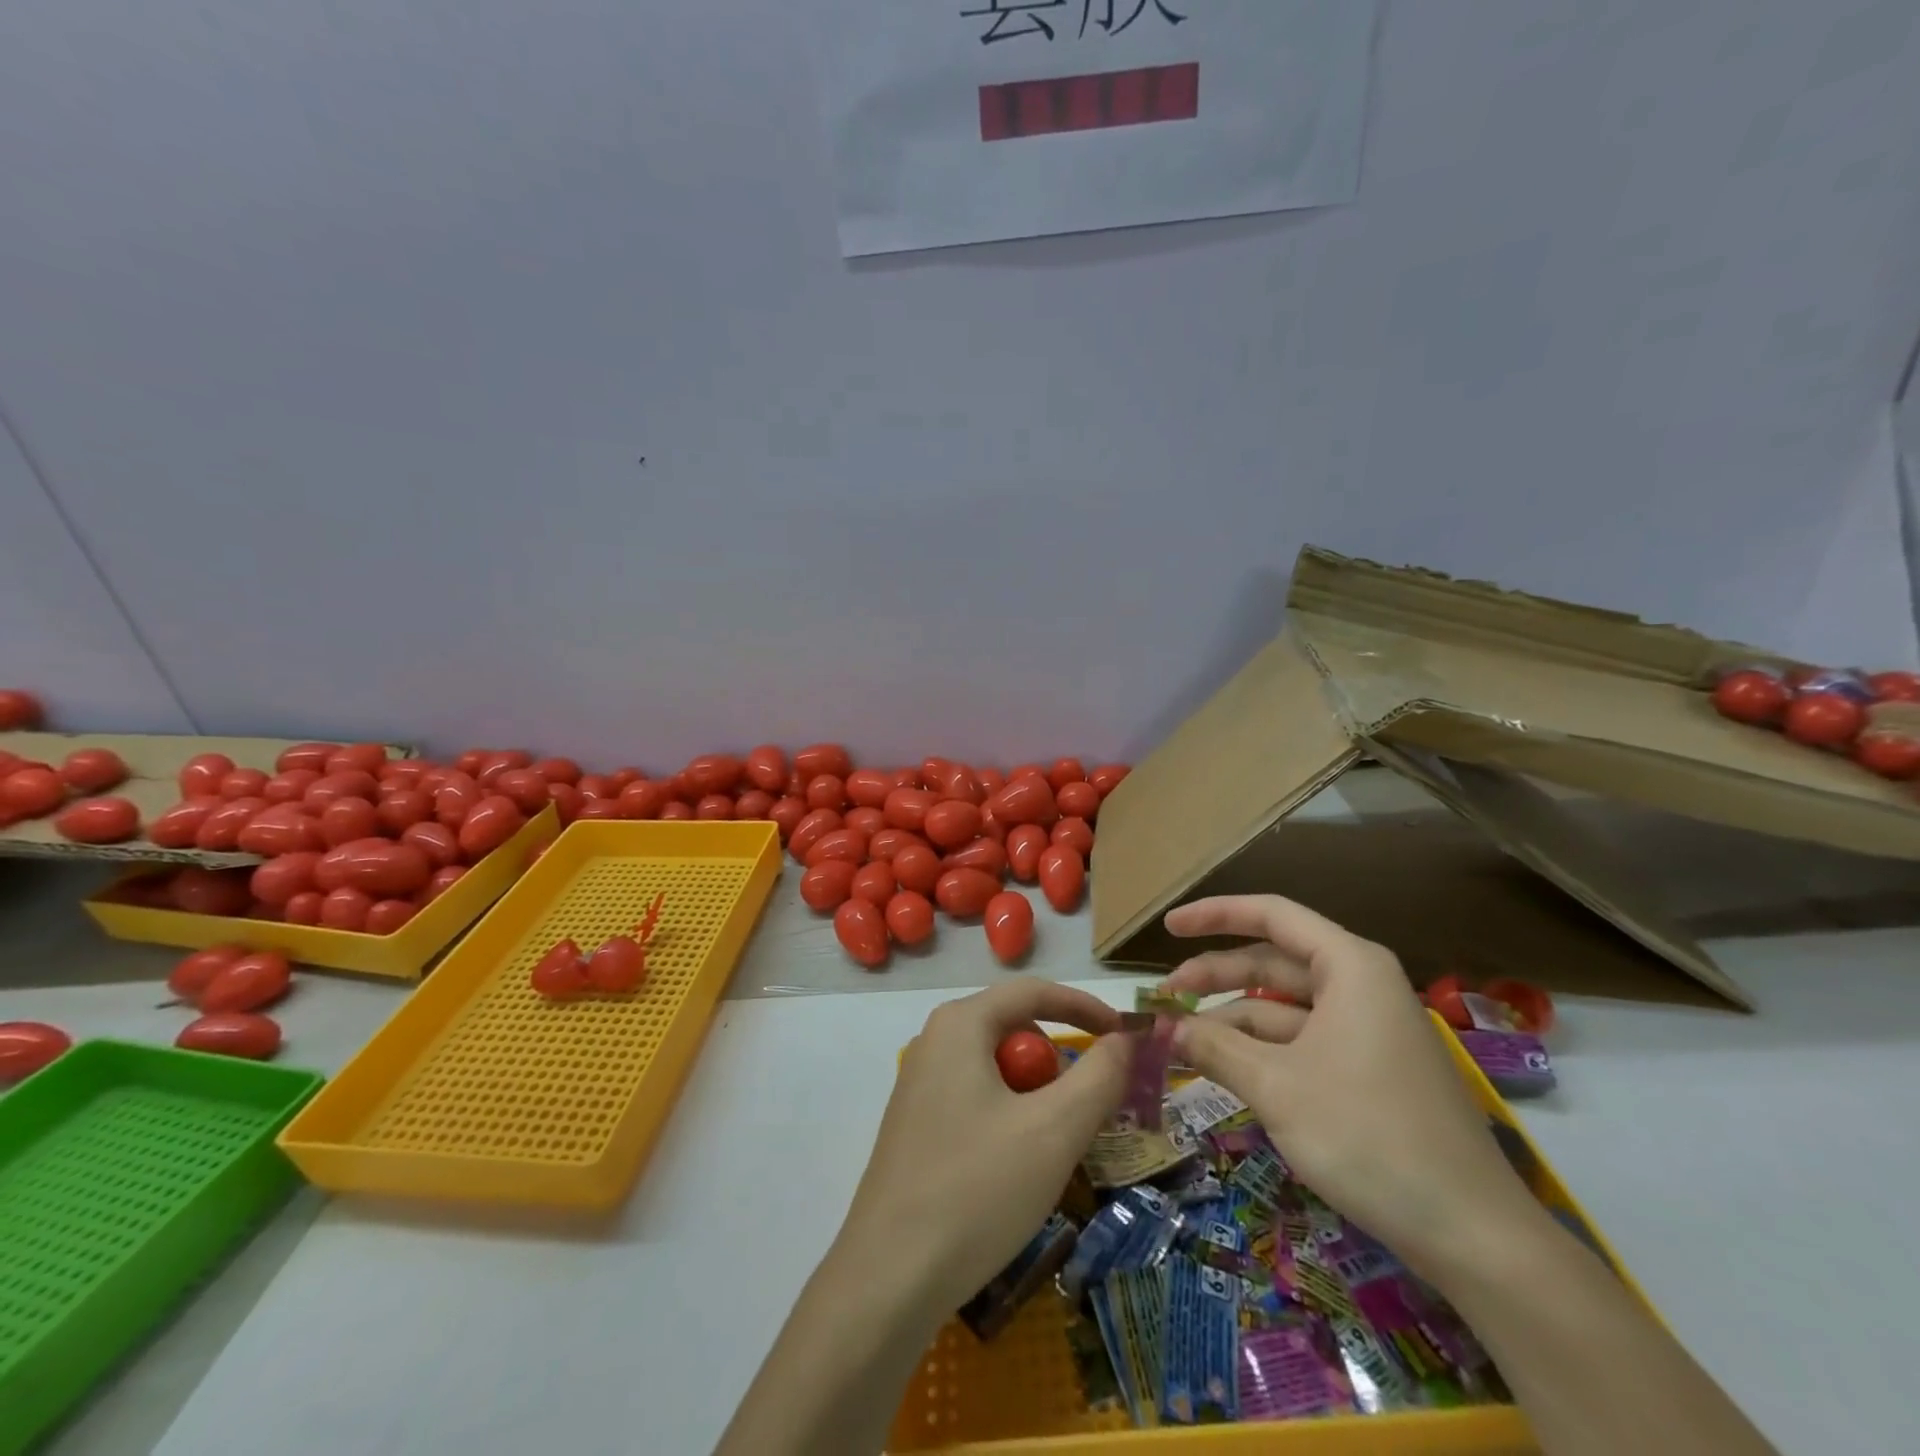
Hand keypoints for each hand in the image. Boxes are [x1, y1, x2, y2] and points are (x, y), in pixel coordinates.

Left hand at [832, 978, 1130, 1323]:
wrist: (888, 1278)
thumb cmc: (977, 1189)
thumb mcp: (1054, 1130)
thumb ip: (1099, 1075)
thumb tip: (1126, 1037)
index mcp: (960, 1024)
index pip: (1034, 992)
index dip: (1086, 1007)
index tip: (1127, 1035)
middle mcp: (935, 1042)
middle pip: (1015, 1031)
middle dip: (1060, 1063)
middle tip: (1091, 1109)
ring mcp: (920, 1085)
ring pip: (998, 1071)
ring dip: (1038, 1097)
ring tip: (1054, 1149)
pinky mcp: (916, 1125)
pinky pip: (978, 1099)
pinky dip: (1011, 1119)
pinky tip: (1016, 1170)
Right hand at [1162, 895, 1538, 1274]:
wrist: (1474, 1235)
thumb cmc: (1369, 1136)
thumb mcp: (1276, 1087)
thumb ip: (1214, 1047)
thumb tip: (1163, 1028)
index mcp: (1349, 967)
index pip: (1271, 915)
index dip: (1214, 914)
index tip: (1168, 926)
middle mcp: (1360, 986)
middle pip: (1272, 964)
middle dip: (1214, 978)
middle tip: (1163, 999)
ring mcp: (1367, 1030)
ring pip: (1283, 1008)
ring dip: (1231, 1021)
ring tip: (1180, 1043)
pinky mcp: (1369, 1071)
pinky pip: (1301, 1041)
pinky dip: (1260, 1050)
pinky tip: (1224, 1070)